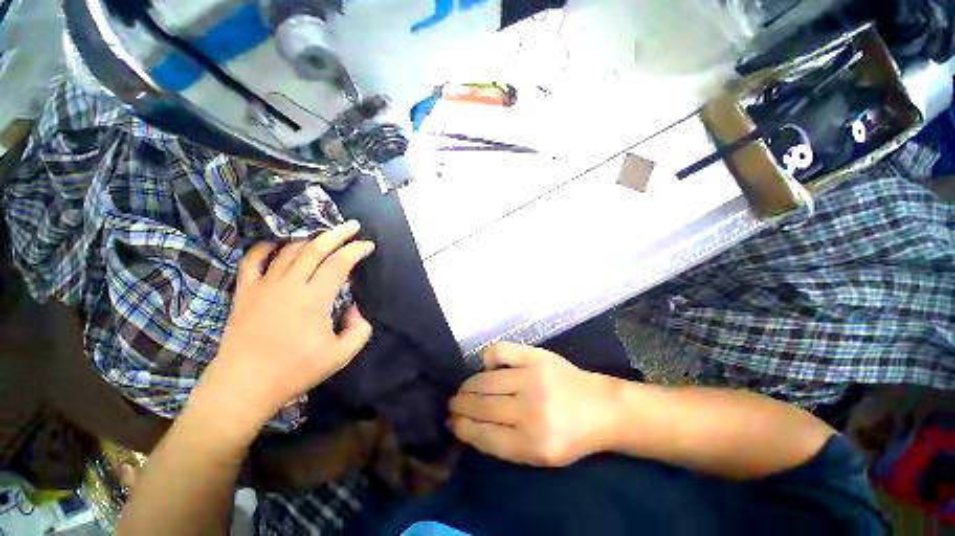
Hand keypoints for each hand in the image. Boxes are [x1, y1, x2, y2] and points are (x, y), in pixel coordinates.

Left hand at [193, 221, 374, 432]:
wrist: (244, 385)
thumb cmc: (295, 370)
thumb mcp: (341, 355)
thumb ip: (360, 329)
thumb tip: (354, 309)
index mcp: (315, 298)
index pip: (340, 263)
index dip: (356, 250)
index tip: (368, 245)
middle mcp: (290, 284)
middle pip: (316, 249)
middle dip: (338, 234)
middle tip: (353, 226)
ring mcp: (264, 285)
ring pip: (289, 251)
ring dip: (310, 240)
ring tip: (323, 237)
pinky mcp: (245, 292)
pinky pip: (253, 260)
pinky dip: (266, 248)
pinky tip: (277, 245)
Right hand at [448, 342, 619, 466]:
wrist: (601, 407)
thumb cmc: (570, 435)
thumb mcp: (540, 456)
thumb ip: (505, 445)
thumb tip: (470, 426)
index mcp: (532, 444)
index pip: (484, 435)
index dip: (463, 428)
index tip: (452, 423)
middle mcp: (530, 411)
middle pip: (482, 406)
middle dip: (460, 405)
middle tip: (453, 404)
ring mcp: (532, 378)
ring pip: (485, 380)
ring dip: (468, 385)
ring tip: (463, 389)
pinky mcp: (536, 356)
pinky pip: (500, 351)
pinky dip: (488, 357)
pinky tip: (486, 365)